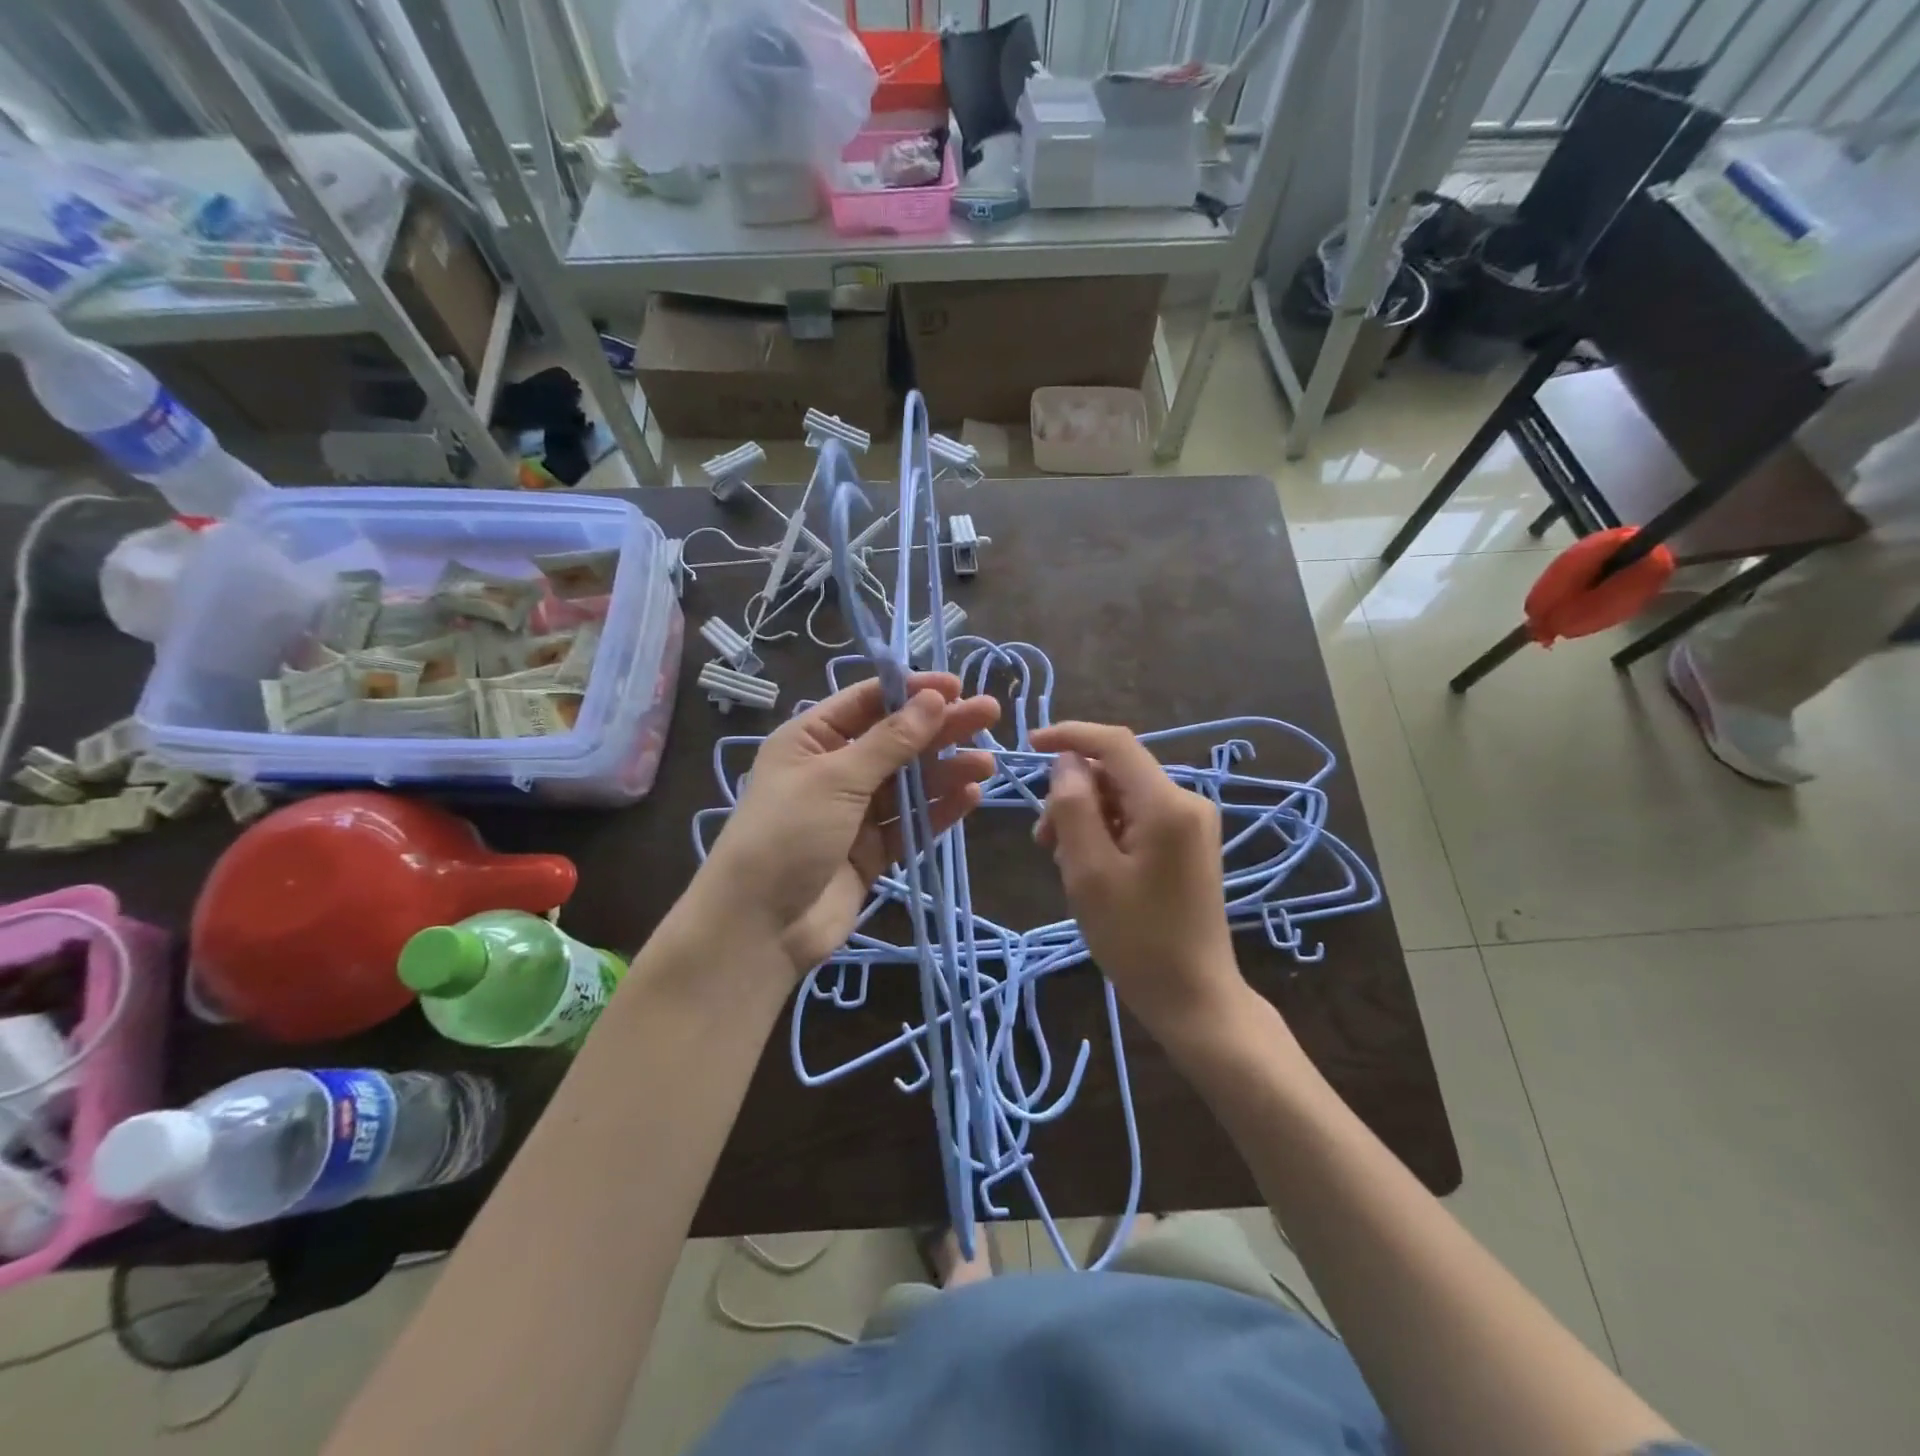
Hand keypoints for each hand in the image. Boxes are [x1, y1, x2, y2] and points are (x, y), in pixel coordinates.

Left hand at [699, 673, 999, 977]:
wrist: (760, 927)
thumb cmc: (788, 834)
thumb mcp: (836, 779)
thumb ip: (890, 742)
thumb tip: (933, 700)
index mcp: (811, 739)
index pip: (868, 702)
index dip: (911, 691)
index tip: (956, 687)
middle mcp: (834, 770)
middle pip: (896, 740)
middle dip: (940, 727)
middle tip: (988, 714)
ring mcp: (854, 813)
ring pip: (909, 783)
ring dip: (946, 770)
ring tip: (986, 763)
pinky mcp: (872, 851)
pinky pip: (910, 823)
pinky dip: (938, 810)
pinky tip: (969, 795)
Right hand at [1031, 722, 1245, 1043]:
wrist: (1194, 997)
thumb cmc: (1137, 939)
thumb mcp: (1089, 872)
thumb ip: (1074, 807)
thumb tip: (1067, 762)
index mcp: (1167, 804)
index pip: (1115, 744)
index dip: (1070, 735)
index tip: (1028, 745)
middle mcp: (1187, 803)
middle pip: (1116, 774)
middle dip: (1074, 795)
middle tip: (1043, 842)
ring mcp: (1191, 825)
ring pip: (1123, 798)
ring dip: (1086, 819)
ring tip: (1064, 865)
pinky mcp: (1188, 846)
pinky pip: (1137, 820)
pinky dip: (1106, 834)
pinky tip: (1090, 870)